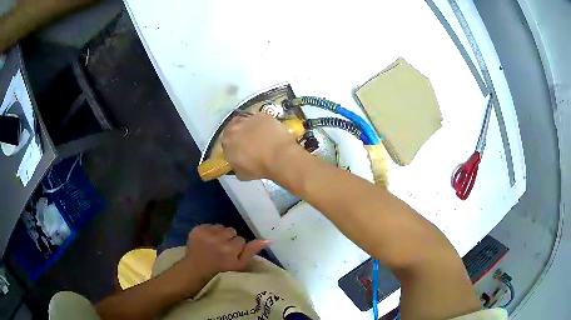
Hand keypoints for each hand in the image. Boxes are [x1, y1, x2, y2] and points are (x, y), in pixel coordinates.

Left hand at [183, 224, 269, 279]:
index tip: (231, 255)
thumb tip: (267, 239)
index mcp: (230, 248)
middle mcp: (218, 238)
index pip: (241, 239)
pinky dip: (209, 232)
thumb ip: (251, 251)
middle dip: (229, 238)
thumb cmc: (220, 272)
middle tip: (223, 249)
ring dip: (219, 234)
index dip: (237, 247)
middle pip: (231, 230)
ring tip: (214, 245)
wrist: (195, 271)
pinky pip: (209, 225)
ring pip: (220, 227)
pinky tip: (206, 241)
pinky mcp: (197, 230)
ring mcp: (206, 233)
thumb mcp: (239, 266)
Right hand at [222, 113, 301, 179]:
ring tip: (261, 134)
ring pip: (246, 121)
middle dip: (240, 133)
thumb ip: (236, 166)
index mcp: (227, 144)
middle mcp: (234, 129)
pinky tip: (269, 130)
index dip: (233, 145)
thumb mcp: (242, 174)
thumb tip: (238, 165)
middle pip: (234, 128)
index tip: (239, 149)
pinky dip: (263, 123)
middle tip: (249, 140)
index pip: (226, 142)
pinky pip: (259, 118)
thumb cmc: (260, 168)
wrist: (279, 156)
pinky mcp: (262, 115)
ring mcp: (248, 120)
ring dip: (250, 127)